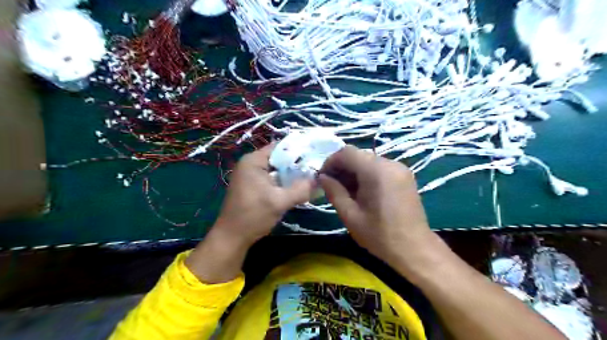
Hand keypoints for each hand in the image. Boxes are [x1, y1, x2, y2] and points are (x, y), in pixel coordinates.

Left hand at [211, 144, 311, 246]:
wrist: (232, 237)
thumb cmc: (253, 216)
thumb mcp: (280, 202)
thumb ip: (301, 189)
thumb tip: (319, 180)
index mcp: (253, 161)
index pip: (280, 147)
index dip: (298, 150)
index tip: (315, 155)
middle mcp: (250, 164)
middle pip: (279, 158)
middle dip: (297, 164)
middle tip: (316, 168)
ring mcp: (250, 176)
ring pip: (276, 170)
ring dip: (291, 175)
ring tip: (311, 177)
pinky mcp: (252, 186)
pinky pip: (272, 179)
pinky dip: (283, 182)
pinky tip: (297, 188)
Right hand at [319, 147, 433, 272]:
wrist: (415, 249)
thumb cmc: (380, 235)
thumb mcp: (350, 215)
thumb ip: (334, 191)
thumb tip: (322, 177)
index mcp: (376, 171)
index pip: (347, 152)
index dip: (331, 162)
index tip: (322, 177)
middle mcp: (390, 163)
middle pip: (358, 155)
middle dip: (342, 167)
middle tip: (332, 185)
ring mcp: (400, 168)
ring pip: (368, 160)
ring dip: (354, 171)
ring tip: (346, 190)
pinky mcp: (405, 175)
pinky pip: (379, 167)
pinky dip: (366, 174)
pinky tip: (362, 191)